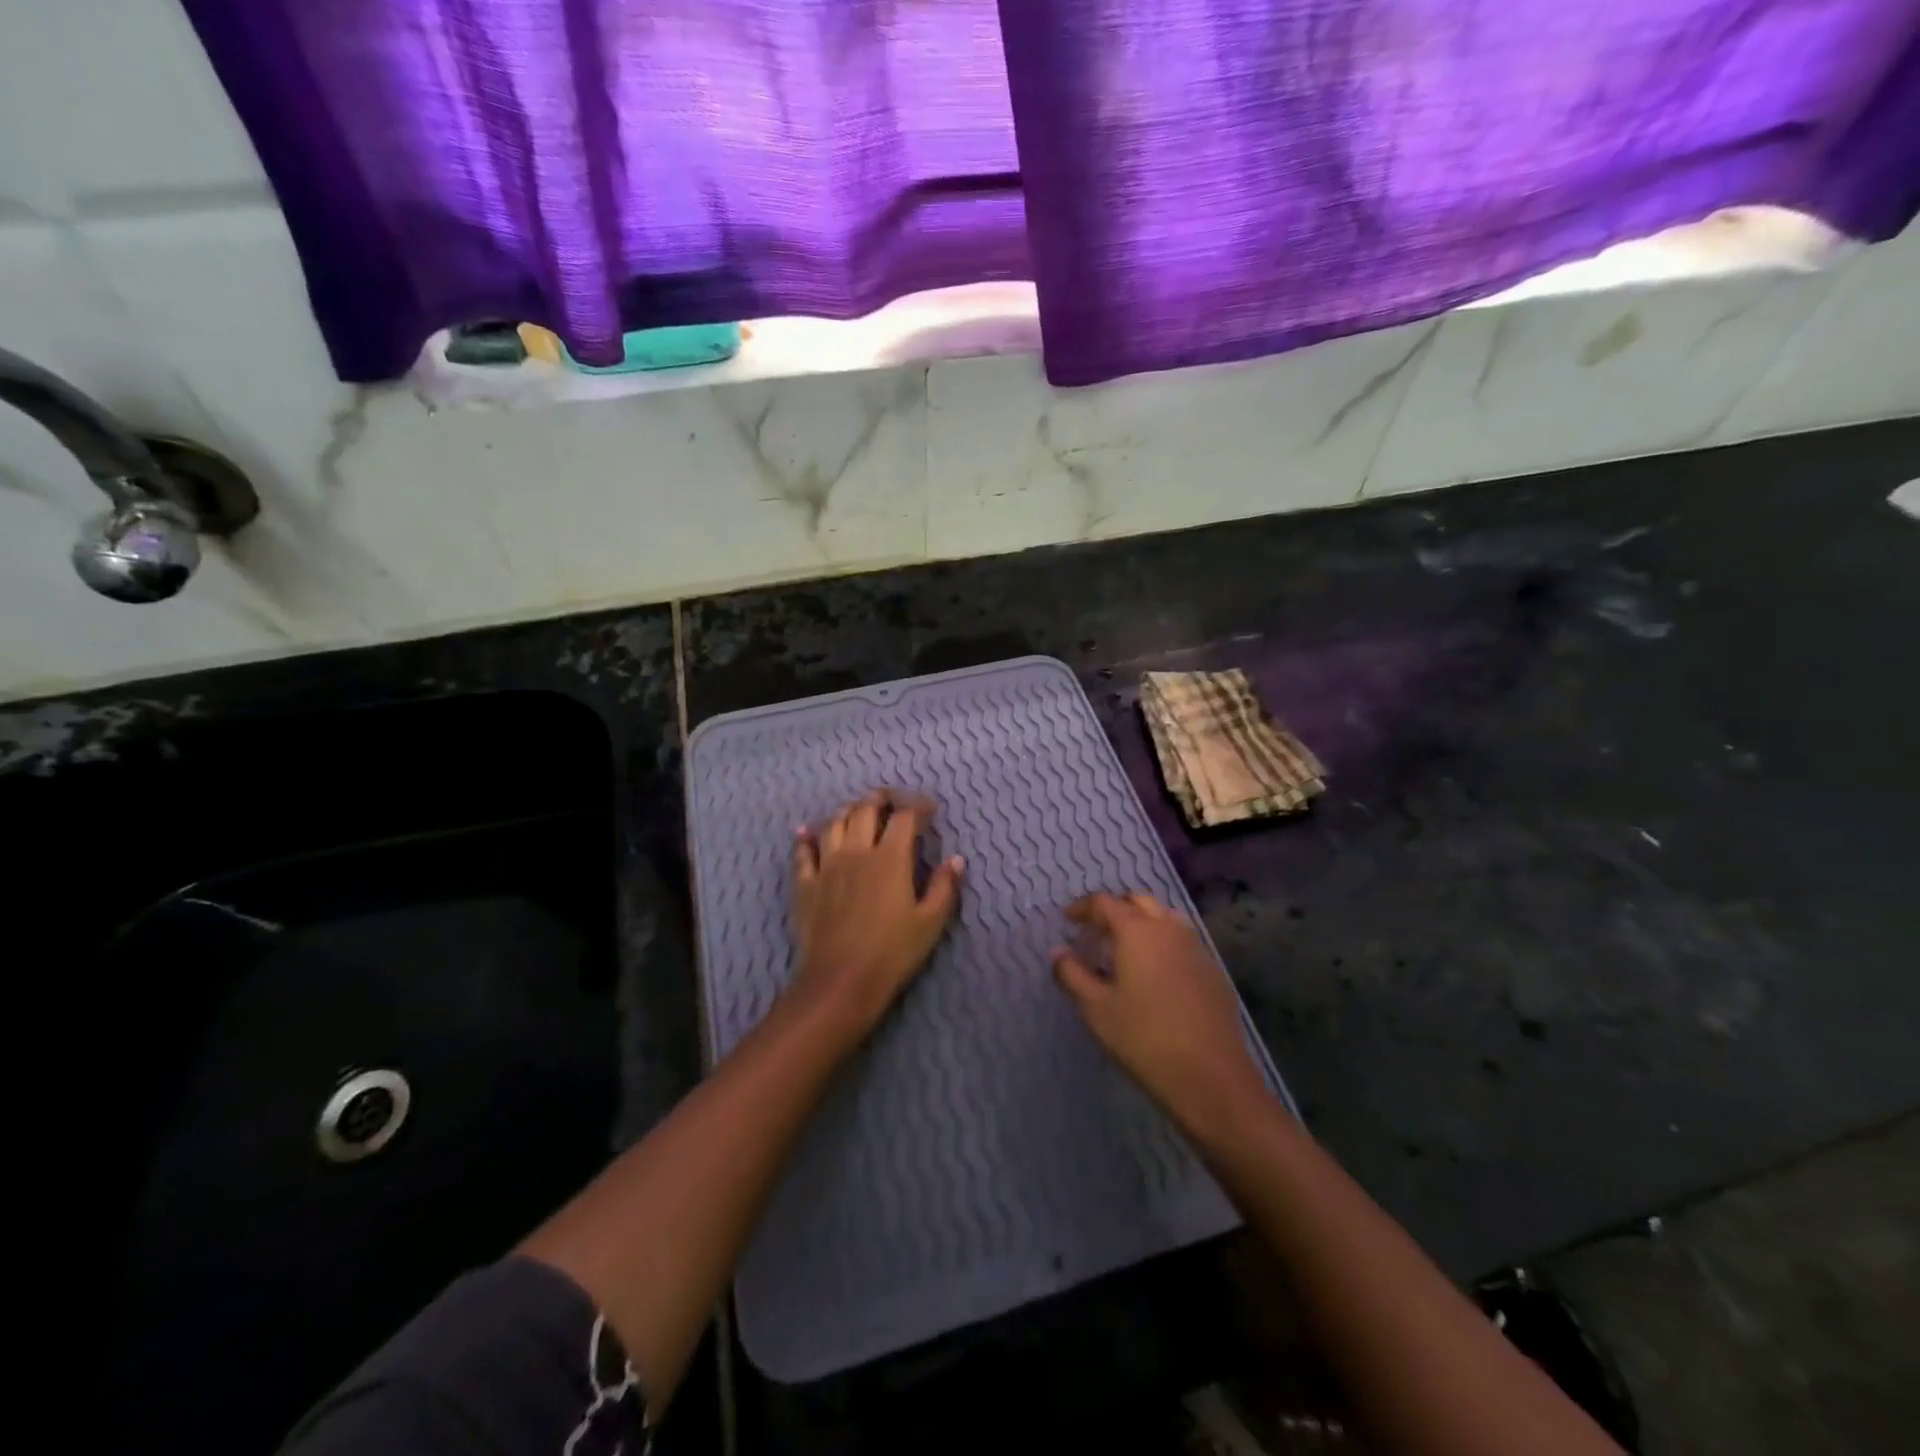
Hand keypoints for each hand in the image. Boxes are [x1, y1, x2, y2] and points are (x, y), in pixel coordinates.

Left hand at [788, 790, 963, 1041]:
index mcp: (890, 858)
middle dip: (882, 799)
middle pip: (865, 809)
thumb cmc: (892, 953)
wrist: (840, 982)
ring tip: (858, 812)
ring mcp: (827, 866)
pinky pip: (803, 852)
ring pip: (833, 823)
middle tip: (894, 802)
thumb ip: (945, 887)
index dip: (919, 807)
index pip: (904, 817)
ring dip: (848, 811)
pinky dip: (806, 838)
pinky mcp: (805, 884)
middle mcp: (856, 852)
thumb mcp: (930, 923)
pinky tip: (806, 832)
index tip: (930, 811)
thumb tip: (956, 860)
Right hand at [1052, 892, 1268, 1133]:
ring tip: (1125, 949)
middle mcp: (1169, 929)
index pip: (1105, 903)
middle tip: (1096, 932)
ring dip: (1142, 921)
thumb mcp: (1095, 1009)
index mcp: (1138, 931)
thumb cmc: (1143, 1039)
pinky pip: (1182, 940)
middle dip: (1115, 909)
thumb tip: (1059, 952)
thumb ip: (1072, 974)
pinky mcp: (1213, 971)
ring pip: (1165, 917)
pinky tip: (1154, 973)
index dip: (1083, 907)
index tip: (1068, 919)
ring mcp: (1196, 948)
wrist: (1211, 1077)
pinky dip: (1162, 942)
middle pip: (1139, 901)